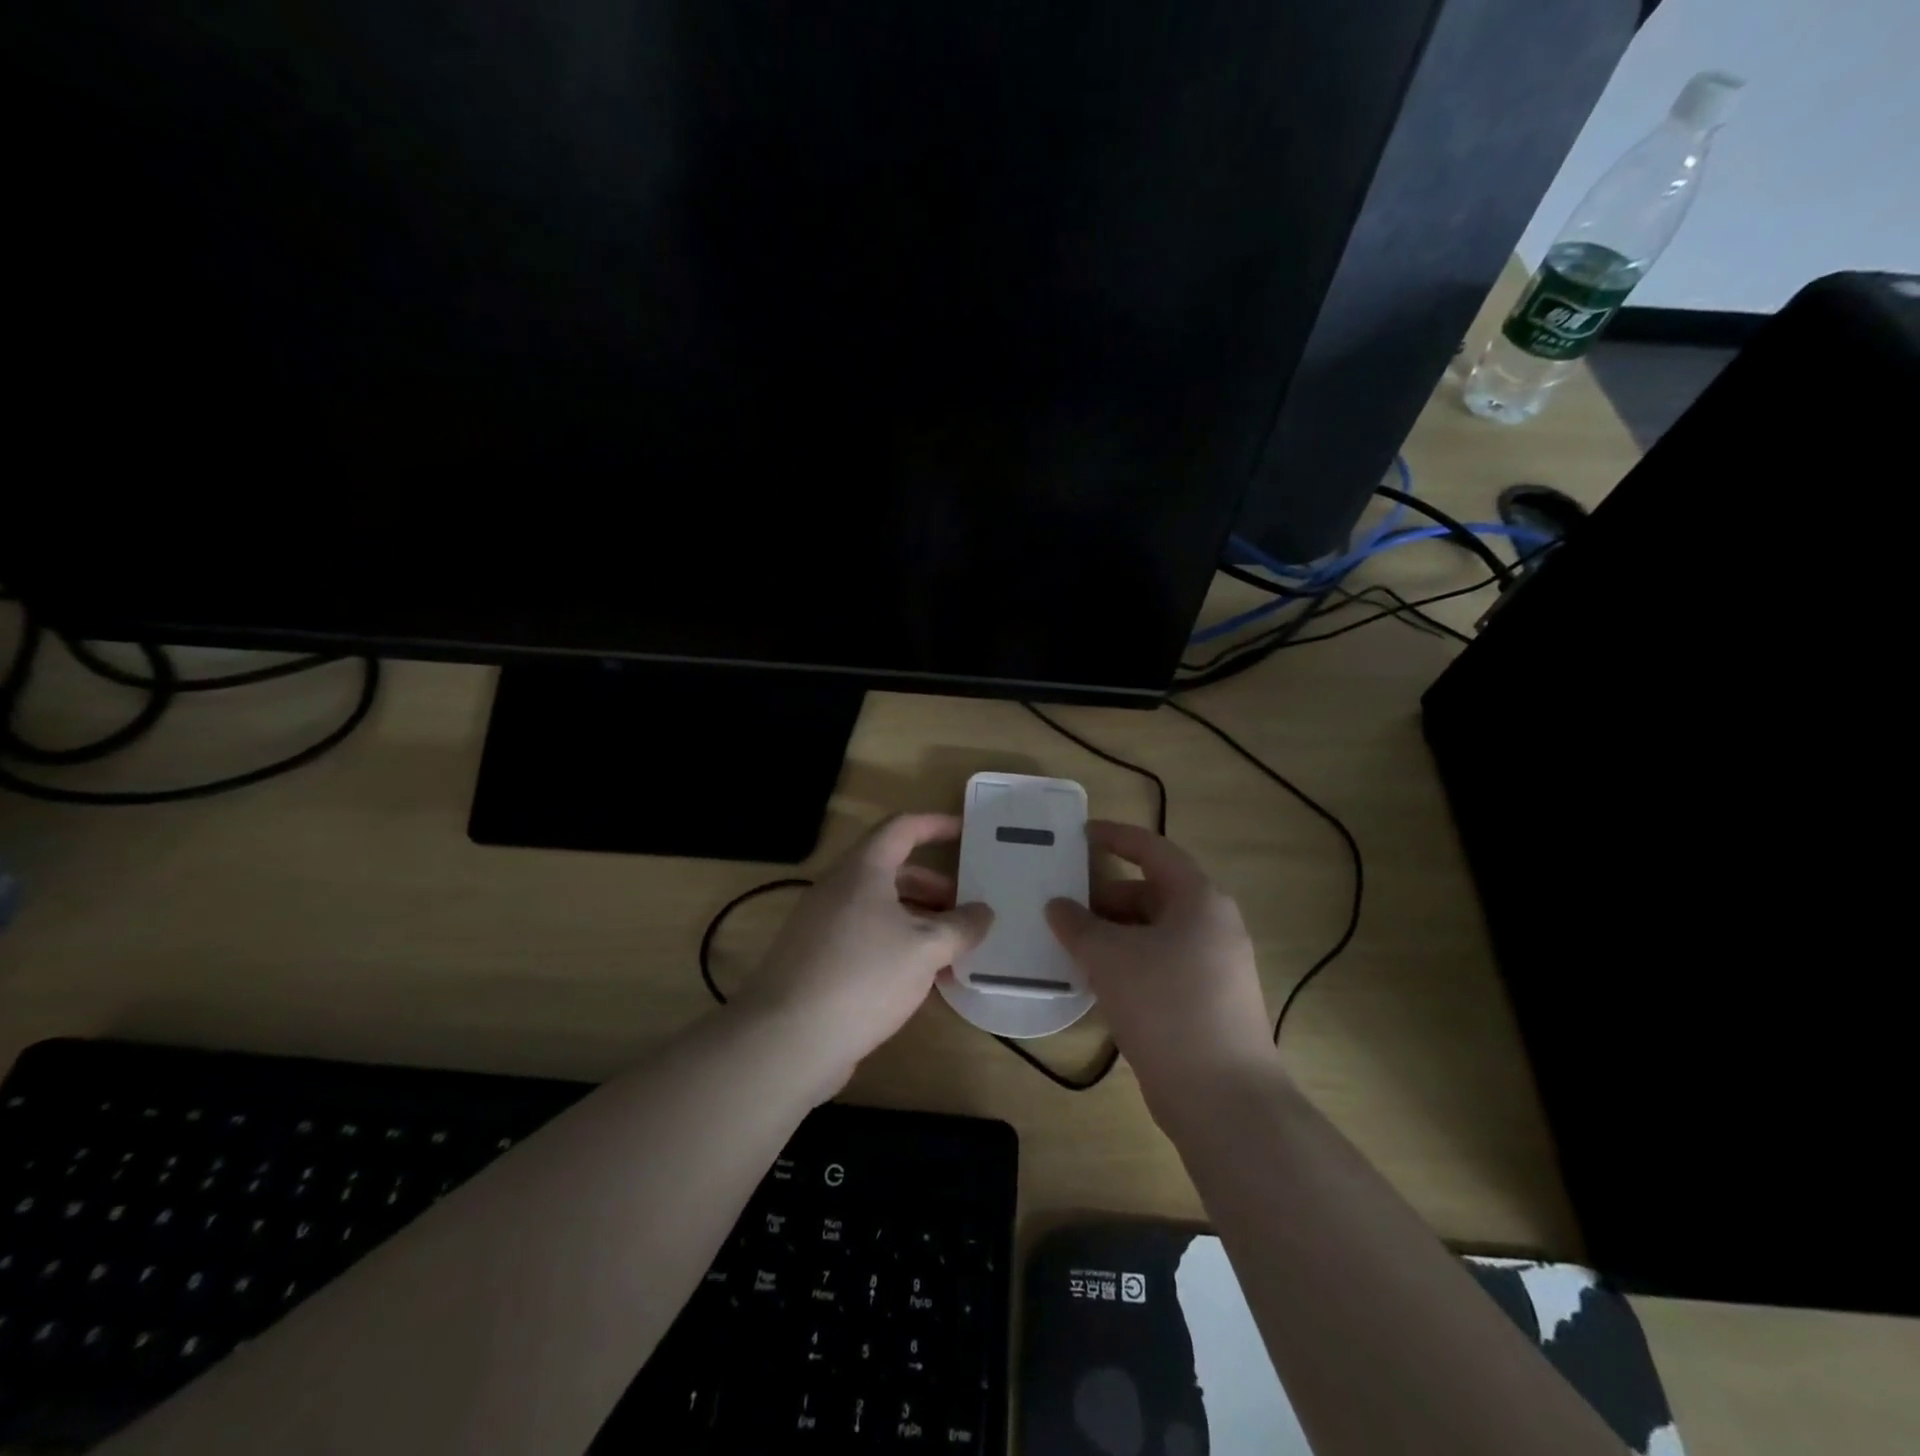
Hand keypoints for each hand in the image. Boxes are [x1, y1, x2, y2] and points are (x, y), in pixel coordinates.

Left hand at [739, 813, 992, 1096]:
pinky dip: (895, 945)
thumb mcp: (925, 949)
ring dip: (917, 920)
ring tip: (951, 948)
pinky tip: (918, 978)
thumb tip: (984, 912)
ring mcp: (822, 924)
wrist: (787, 1038)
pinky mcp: (816, 960)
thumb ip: (960, 927)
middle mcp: (838, 888)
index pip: (902, 828)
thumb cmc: (864, 976)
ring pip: (878, 908)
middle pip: (892, 871)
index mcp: (863, 869)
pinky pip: (864, 937)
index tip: (966, 833)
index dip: (936, 825)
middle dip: (933, 886)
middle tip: (966, 908)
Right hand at [1045, 821, 1278, 1115]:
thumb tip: (1058, 906)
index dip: (1116, 837)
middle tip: (1063, 905)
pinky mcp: (1207, 1000)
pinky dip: (1128, 962)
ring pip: (1154, 932)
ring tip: (1071, 944)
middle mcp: (1212, 924)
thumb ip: (1078, 925)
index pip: (1153, 850)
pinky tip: (1095, 980)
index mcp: (1199, 900)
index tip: (1080, 835)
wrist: (1223, 1098)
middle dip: (1106, 897)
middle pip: (1152, 893)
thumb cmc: (1167, 1007)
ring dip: (1113, 933)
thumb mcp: (1110, 958)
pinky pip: (1160, 963)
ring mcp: (1214, 965)